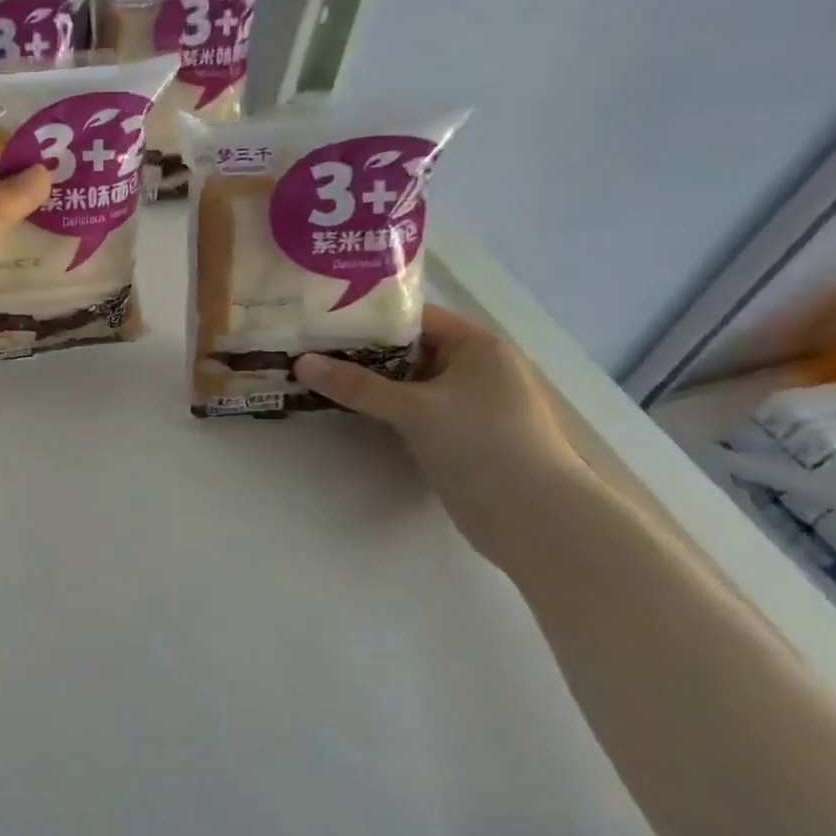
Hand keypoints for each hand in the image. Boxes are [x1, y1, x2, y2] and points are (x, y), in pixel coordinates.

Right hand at [294, 307, 587, 561]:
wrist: (535, 518)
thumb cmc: (482, 444)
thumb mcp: (414, 408)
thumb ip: (356, 385)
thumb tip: (300, 362)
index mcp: (477, 346)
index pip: (415, 318)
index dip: (369, 317)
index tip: (323, 319)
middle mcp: (475, 368)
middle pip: (408, 349)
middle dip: (361, 351)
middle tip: (310, 349)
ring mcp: (468, 405)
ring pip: (408, 383)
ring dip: (369, 383)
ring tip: (318, 375)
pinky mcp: (459, 437)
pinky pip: (413, 410)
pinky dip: (383, 408)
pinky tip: (347, 409)